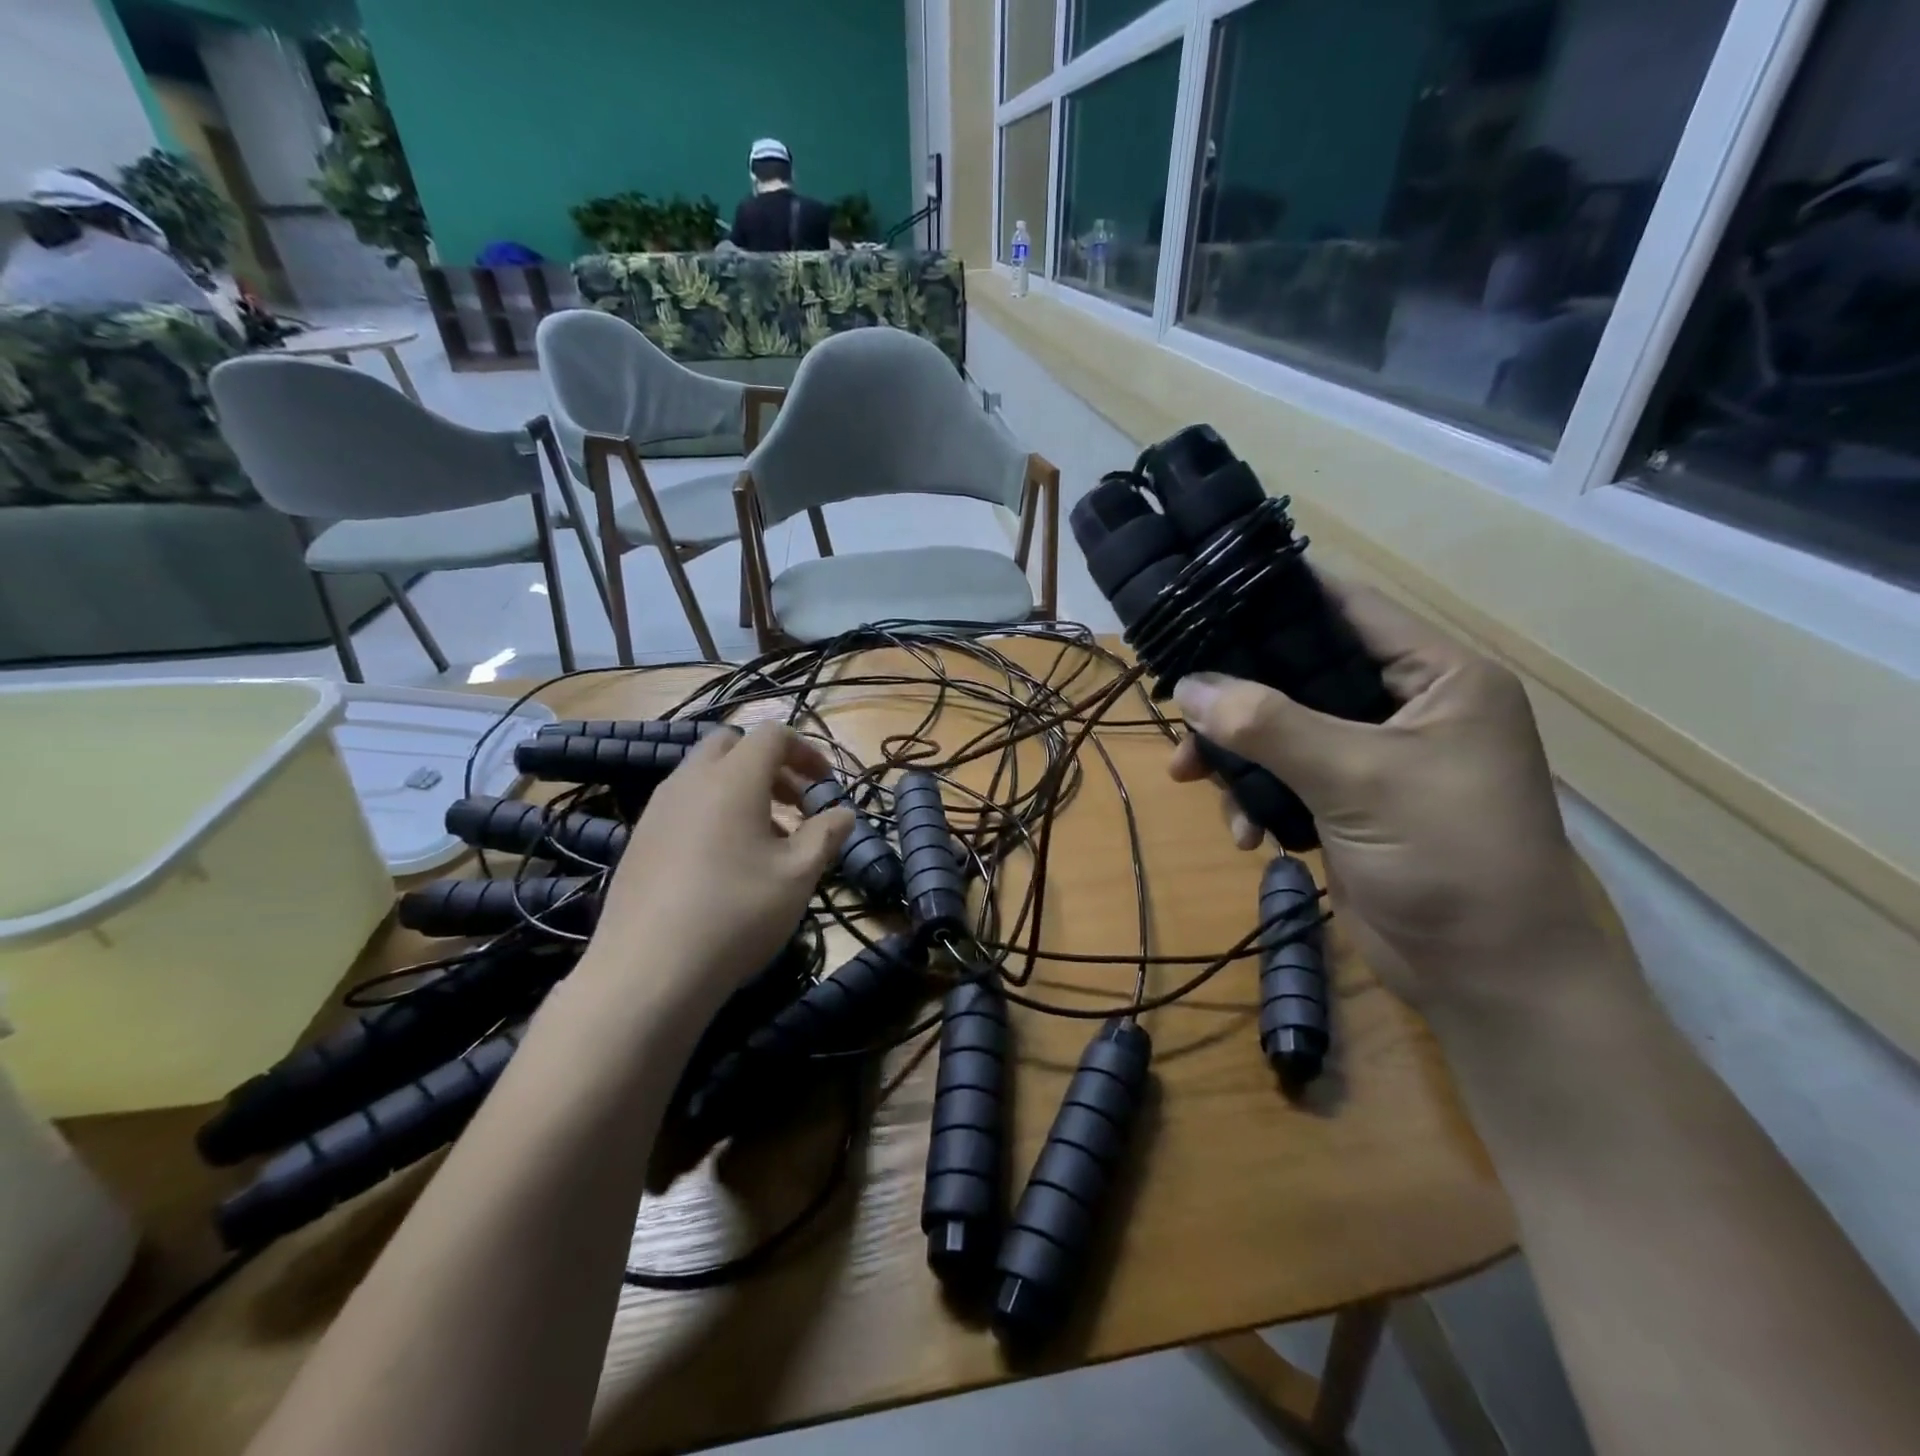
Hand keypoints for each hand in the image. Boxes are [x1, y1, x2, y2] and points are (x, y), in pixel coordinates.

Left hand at [583, 725, 852, 1019]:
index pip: (773, 734)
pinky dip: (712, 812)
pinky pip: (683, 804)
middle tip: (794, 804)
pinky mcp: (639, 839)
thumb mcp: (798, 875)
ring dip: (741, 789)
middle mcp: (691, 780)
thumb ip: (826, 834)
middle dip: (769, 765)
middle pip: (733, 745)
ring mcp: (658, 809)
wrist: (648, 972)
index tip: (825, 786)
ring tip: (765, 839)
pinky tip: (724, 863)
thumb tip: (844, 813)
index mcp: (733, 778)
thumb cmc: (737, 913)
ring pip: (704, 775)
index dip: (806, 752)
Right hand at [1170, 583, 1598, 1012]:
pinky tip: (1245, 834)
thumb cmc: (1448, 859)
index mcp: (1436, 676)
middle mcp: (1404, 706)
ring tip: (1194, 781)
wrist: (1489, 979)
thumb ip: (1270, 726)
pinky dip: (1255, 798)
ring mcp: (1374, 758)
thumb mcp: (1358, 779)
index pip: (1345, 607)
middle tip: (1180, 712)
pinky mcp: (1349, 803)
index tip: (1201, 603)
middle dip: (1236, 697)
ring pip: (1281, 729)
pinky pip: (1284, 777)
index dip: (1274, 600)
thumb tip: (1188, 687)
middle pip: (1299, 673)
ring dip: (1235, 755)